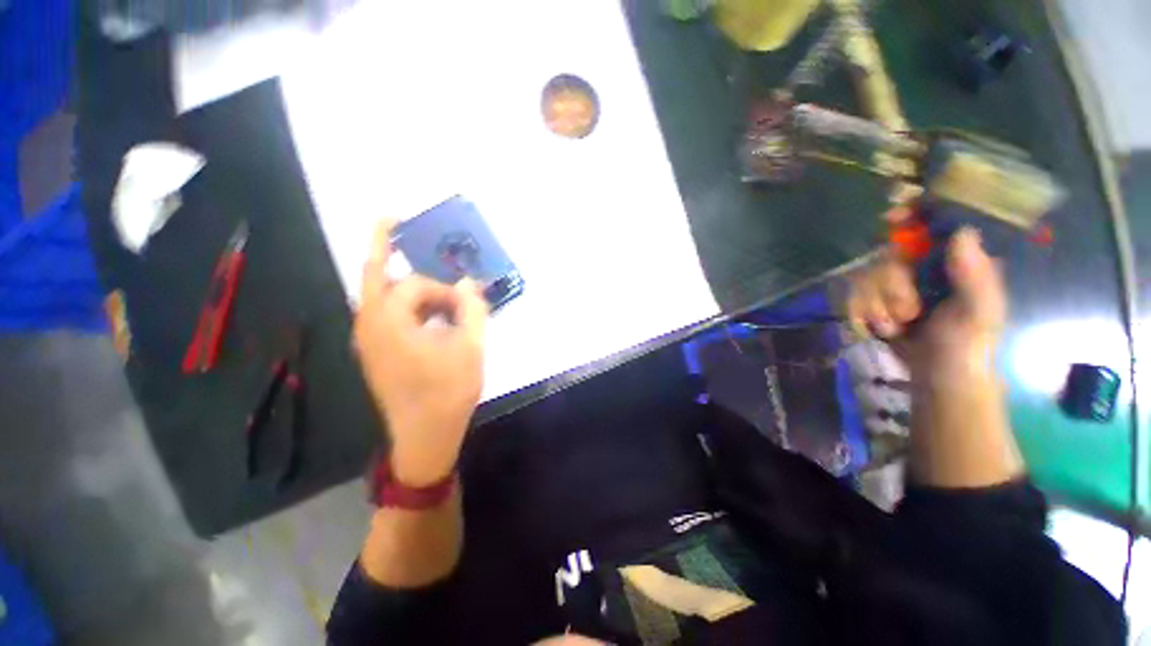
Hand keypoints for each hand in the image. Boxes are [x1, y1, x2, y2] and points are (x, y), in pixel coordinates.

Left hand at [354, 221, 488, 486]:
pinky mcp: (374, 353)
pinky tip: (432, 319)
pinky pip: (385, 316)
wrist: (424, 436)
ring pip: (381, 296)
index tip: (466, 301)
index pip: (414, 284)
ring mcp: (368, 340)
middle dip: (389, 252)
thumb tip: (469, 282)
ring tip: (439, 295)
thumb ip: (472, 309)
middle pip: (377, 276)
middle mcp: (369, 325)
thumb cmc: (449, 391)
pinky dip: (406, 306)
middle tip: (403, 233)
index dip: (444, 288)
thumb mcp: (471, 347)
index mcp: (390, 321)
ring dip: (406, 286)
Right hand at [847, 227, 1006, 381]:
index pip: (931, 223)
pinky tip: (882, 329)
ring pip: (864, 276)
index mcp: (955, 260)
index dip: (912, 214)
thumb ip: (975, 277)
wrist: (936, 380)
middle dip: (889, 286)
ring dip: (875, 306)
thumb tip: (961, 232)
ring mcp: (894, 284)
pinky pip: (852, 295)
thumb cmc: (967, 347)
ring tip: (897, 327)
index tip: (891, 219)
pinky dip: (862, 314)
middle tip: (908, 312)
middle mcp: (922, 266)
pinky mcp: (872, 301)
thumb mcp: (980, 313)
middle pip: (885, 253)